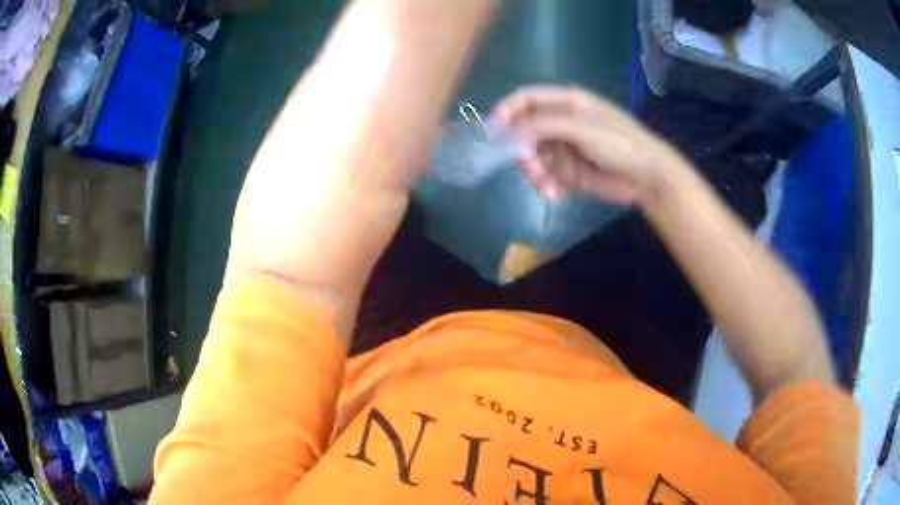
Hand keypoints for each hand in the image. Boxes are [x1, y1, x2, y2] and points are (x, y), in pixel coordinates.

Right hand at [492, 85, 690, 204]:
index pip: (528, 99)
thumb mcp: (583, 128)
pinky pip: (546, 176)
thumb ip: (545, 126)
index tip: (495, 131)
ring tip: (548, 187)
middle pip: (526, 132)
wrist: (648, 177)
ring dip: (535, 173)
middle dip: (523, 152)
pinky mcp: (569, 171)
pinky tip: (555, 194)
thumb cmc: (620, 143)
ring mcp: (565, 147)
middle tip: (529, 168)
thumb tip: (512, 134)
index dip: (509, 110)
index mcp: (567, 102)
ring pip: (533, 157)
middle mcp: (562, 122)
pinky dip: (546, 185)